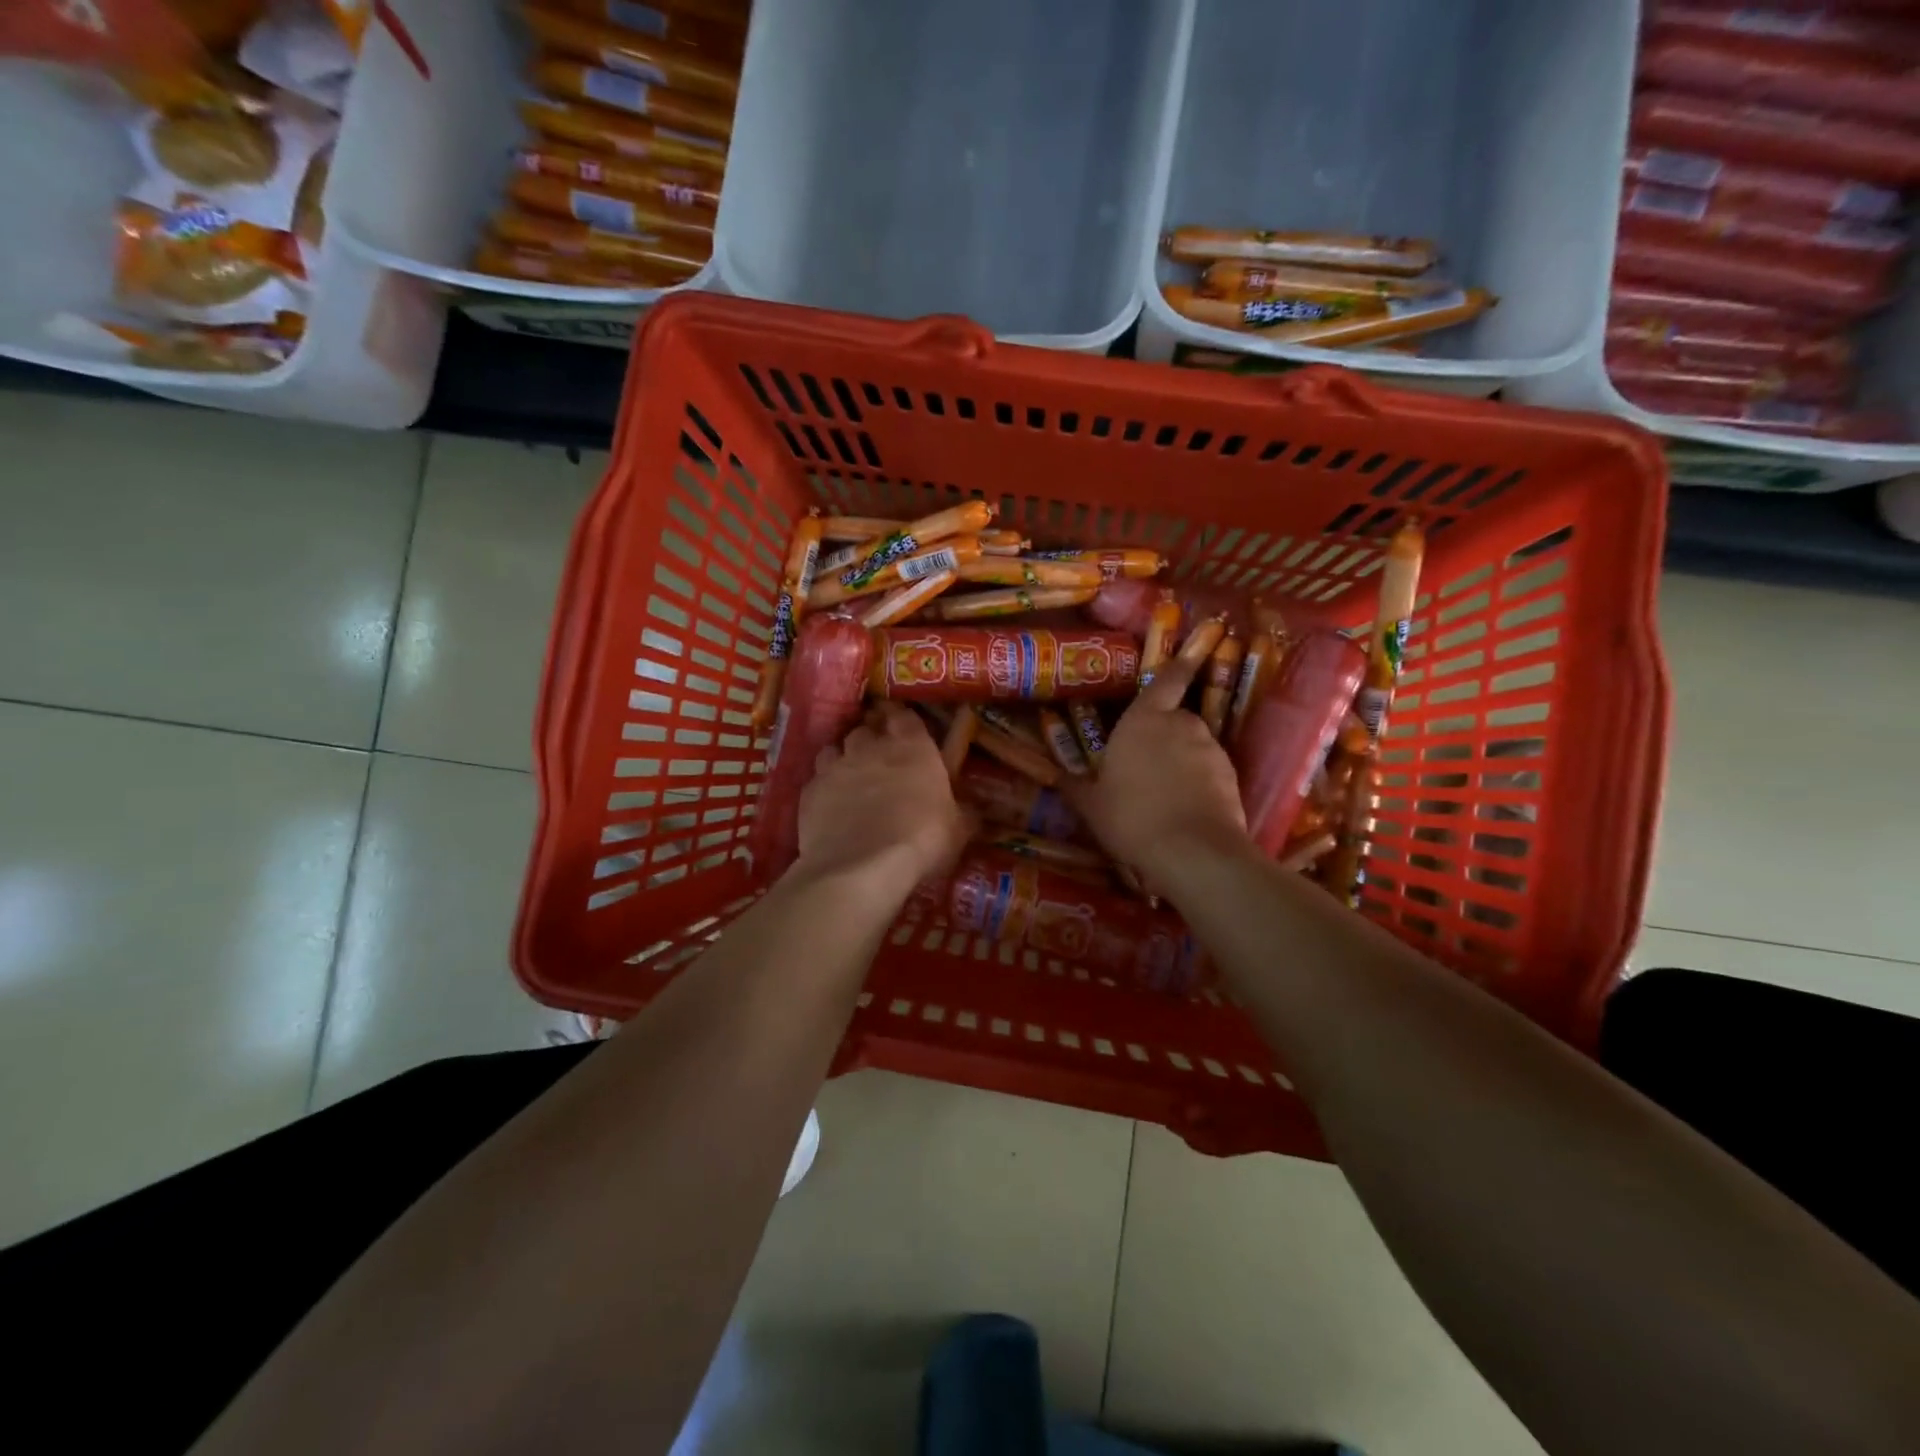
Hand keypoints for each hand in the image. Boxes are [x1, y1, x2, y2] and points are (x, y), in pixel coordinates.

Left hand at [794, 703, 969, 899]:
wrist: (861, 866)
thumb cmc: (921, 839)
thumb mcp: (958, 828)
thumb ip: (963, 812)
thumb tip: (974, 810)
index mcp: (912, 746)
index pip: (903, 715)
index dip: (901, 718)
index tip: (902, 724)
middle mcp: (870, 747)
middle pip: (866, 728)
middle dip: (871, 735)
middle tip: (879, 752)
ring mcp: (835, 767)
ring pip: (835, 748)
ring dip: (844, 757)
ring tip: (852, 775)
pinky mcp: (809, 791)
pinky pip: (817, 779)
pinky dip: (825, 786)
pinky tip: (831, 803)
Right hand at [1066, 654, 1249, 884]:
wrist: (1192, 852)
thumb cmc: (1131, 817)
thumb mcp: (1091, 806)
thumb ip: (1076, 787)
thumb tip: (1059, 777)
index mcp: (1144, 719)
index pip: (1166, 680)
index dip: (1177, 667)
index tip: (1187, 657)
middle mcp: (1182, 725)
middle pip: (1177, 718)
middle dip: (1165, 733)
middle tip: (1146, 761)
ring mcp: (1211, 750)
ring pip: (1195, 746)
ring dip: (1183, 760)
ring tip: (1166, 793)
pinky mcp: (1232, 777)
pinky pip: (1211, 772)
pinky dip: (1201, 783)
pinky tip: (1186, 809)